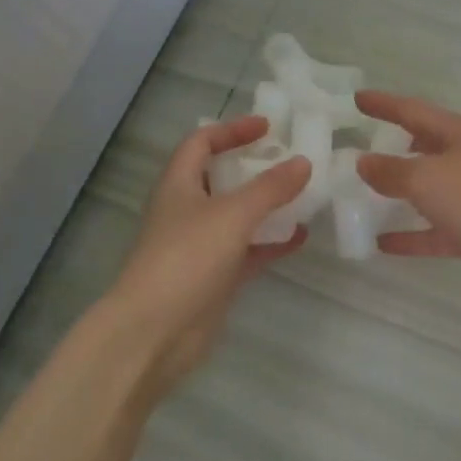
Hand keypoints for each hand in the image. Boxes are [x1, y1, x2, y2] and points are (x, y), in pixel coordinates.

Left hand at [106, 117, 310, 401]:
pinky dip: (272, 242)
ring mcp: (201, 246)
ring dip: (268, 205)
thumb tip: (303, 162)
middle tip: (294, 161)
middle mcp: (188, 210)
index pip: (201, 143)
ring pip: (239, 215)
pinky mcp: (216, 277)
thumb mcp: (232, 214)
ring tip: (305, 195)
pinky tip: (301, 237)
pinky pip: (249, 250)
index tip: (269, 128)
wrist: (155, 332)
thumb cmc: (186, 259)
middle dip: (256, 167)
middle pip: (223, 178)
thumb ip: (270, 188)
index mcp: (179, 185)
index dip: (232, 130)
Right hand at [354, 92, 460, 296]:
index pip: (413, 111)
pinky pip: (436, 230)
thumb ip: (391, 171)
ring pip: (431, 190)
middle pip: (425, 147)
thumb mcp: (427, 179)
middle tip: (361, 148)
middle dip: (395, 146)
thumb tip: (363, 161)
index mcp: (459, 133)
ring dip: (401, 193)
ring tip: (365, 195)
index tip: (357, 98)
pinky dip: (412, 235)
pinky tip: (382, 244)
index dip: (384, 104)